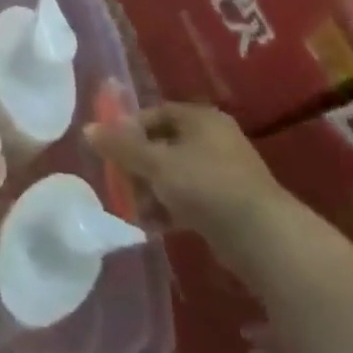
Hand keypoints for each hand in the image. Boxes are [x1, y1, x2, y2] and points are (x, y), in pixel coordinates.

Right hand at [86, 103, 294, 269]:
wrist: (265, 239)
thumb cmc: (206, 186)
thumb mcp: (154, 163)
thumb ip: (119, 146)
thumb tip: (87, 129)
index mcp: (201, 119)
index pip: (154, 113)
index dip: (128, 129)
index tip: (111, 151)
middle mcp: (215, 139)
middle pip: (162, 145)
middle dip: (138, 166)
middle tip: (121, 184)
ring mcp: (226, 173)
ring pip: (175, 174)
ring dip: (151, 190)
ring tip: (137, 210)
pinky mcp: (231, 204)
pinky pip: (190, 198)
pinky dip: (171, 208)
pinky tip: (155, 225)